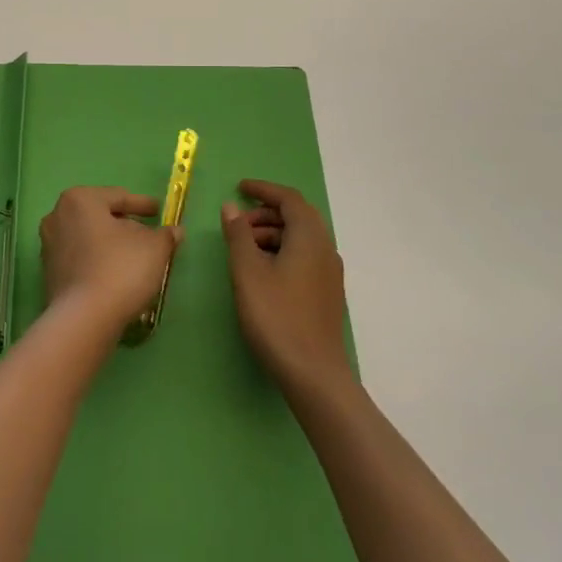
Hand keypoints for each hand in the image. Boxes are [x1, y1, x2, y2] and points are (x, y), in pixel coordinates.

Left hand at [39, 186, 182, 334]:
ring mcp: (49, 246)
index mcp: (80, 200)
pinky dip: (98, 262)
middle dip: (124, 225)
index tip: (159, 211)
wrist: (84, 319)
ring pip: (89, 238)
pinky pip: (80, 259)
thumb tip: (174, 231)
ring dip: (110, 245)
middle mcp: (57, 216)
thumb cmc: (120, 269)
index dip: (142, 204)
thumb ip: (165, 235)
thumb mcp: (154, 248)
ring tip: (134, 257)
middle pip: (100, 216)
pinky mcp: (48, 273)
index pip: (118, 197)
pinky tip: (115, 275)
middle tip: (147, 234)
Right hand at [222, 179, 351, 399]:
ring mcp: (329, 272)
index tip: (239, 187)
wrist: (314, 374)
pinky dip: (281, 251)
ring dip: (272, 234)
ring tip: (243, 250)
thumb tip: (231, 207)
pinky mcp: (327, 293)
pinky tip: (261, 272)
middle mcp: (325, 248)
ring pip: (300, 238)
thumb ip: (238, 235)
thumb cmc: (277, 316)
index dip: (264, 189)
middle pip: (297, 216)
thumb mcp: (248, 272)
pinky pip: (304, 257)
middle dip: (266, 213)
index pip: (289, 198)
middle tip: (236, 224)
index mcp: (309, 237)